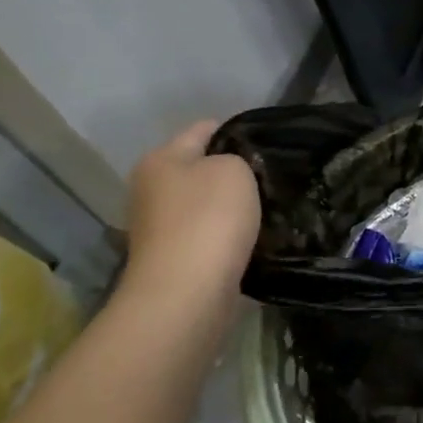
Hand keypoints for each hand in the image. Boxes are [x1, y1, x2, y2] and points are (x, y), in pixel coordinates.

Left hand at [119, 121, 260, 320]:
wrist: (187, 292)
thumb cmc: (209, 219)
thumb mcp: (234, 169)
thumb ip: (236, 159)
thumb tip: (230, 173)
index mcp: (160, 159)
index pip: (203, 130)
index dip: (236, 131)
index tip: (268, 141)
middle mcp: (151, 190)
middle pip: (200, 169)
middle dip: (233, 173)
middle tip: (271, 178)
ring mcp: (158, 228)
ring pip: (204, 205)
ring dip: (230, 208)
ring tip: (268, 209)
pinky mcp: (172, 259)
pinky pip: (207, 236)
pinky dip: (226, 236)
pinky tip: (252, 238)